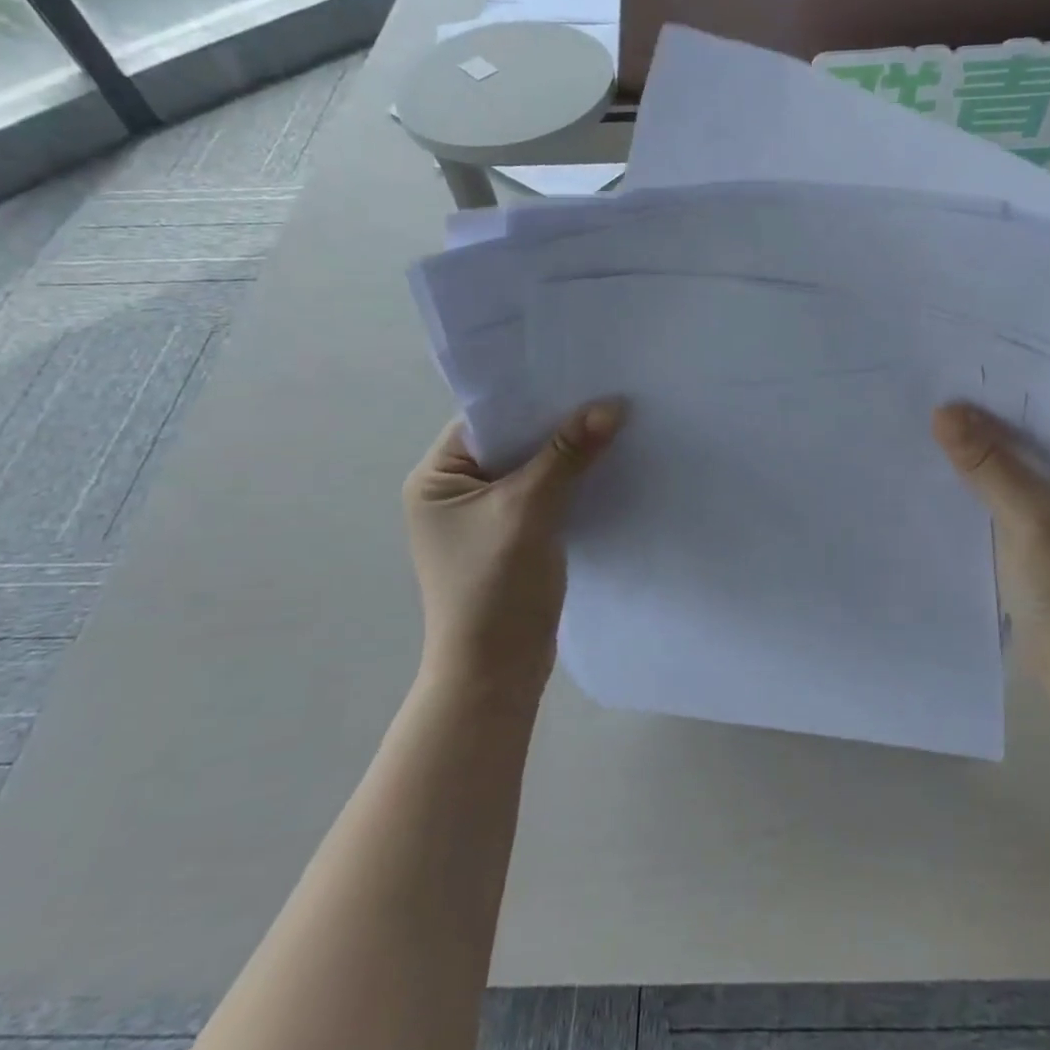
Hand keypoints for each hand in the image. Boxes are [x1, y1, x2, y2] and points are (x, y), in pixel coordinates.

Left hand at [403, 400, 624, 696]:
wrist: (495, 673)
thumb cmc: (495, 586)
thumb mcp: (530, 511)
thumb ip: (568, 455)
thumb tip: (611, 405)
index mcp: (437, 477)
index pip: (487, 419)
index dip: (532, 398)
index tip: (579, 377)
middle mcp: (454, 491)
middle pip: (511, 441)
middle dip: (556, 424)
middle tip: (605, 396)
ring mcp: (482, 516)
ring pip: (530, 468)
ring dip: (566, 454)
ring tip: (612, 424)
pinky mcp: (510, 537)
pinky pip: (541, 494)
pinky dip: (568, 482)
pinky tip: (603, 467)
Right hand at [933, 403, 1049, 692]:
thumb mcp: (1028, 518)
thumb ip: (987, 463)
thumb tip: (943, 411)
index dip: (1009, 396)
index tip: (960, 375)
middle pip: (1036, 438)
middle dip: (991, 424)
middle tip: (938, 392)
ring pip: (1021, 465)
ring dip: (984, 453)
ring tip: (934, 422)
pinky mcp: (1049, 529)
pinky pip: (1012, 491)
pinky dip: (985, 481)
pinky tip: (948, 466)